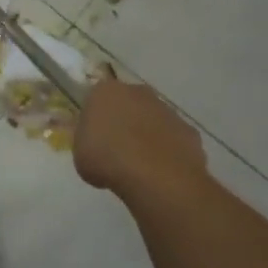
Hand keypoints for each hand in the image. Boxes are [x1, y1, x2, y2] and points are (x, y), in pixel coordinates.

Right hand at [74, 76, 207, 198]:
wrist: (154, 176)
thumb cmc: (107, 159)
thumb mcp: (79, 152)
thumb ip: (86, 139)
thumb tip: (94, 138)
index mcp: (105, 92)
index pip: (96, 99)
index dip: (94, 119)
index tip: (92, 139)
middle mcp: (137, 92)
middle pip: (127, 104)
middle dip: (123, 121)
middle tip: (115, 149)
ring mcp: (166, 109)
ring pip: (152, 119)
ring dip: (146, 135)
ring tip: (138, 165)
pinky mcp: (188, 129)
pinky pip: (171, 138)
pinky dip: (166, 150)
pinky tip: (159, 171)